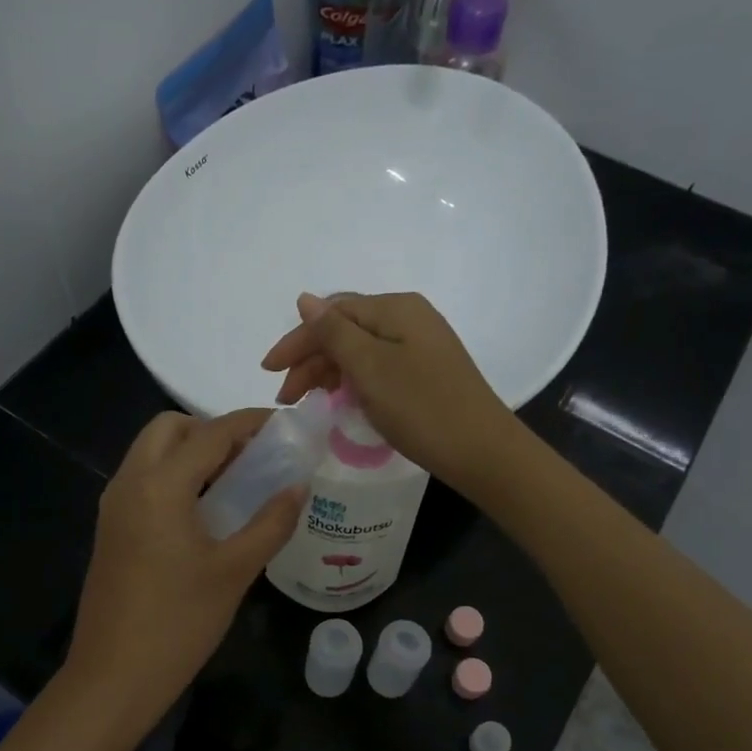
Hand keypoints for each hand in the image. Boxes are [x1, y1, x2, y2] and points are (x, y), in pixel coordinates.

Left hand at [63, 410, 305, 729]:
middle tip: (251, 457)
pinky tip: (205, 509)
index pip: (210, 433)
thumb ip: (271, 522)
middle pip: (169, 428)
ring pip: (151, 452)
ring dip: (191, 452)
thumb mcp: (235, 571)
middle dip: (211, 430)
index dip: (250, 422)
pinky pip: (143, 479)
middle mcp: (129, 483)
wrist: (113, 677)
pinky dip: (174, 475)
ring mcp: (114, 505)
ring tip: (235, 481)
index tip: (283, 423)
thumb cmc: (179, 622)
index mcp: (159, 486)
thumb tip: (298, 486)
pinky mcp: (110, 528)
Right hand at [261, 291, 518, 491]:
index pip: (332, 313)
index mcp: (396, 308)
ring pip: (360, 350)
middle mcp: (409, 318)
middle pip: (345, 330)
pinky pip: (377, 367)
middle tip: (286, 397)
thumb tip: (304, 299)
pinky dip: (353, 381)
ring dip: (328, 372)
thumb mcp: (370, 368)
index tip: (269, 371)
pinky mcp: (425, 371)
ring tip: (307, 401)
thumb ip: (334, 333)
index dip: (297, 340)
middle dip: (311, 359)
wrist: (482, 451)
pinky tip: (340, 400)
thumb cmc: (421, 407)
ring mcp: (420, 345)